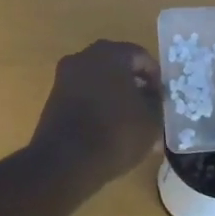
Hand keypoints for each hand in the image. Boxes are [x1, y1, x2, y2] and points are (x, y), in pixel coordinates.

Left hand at [29, 40, 162, 188]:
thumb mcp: (151, 120)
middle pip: (117, 65)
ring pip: (99, 81)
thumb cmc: (115, 134)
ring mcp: (65, 76)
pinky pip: (83, 94)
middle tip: (146, 107)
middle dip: (133, 85)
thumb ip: (156, 101)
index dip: (155, 78)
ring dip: (114, 96)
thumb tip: (151, 94)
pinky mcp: (54, 97)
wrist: (65, 161)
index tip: (161, 99)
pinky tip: (107, 128)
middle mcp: (84, 57)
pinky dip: (97, 105)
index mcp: (110, 54)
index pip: (141, 56)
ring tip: (128, 122)